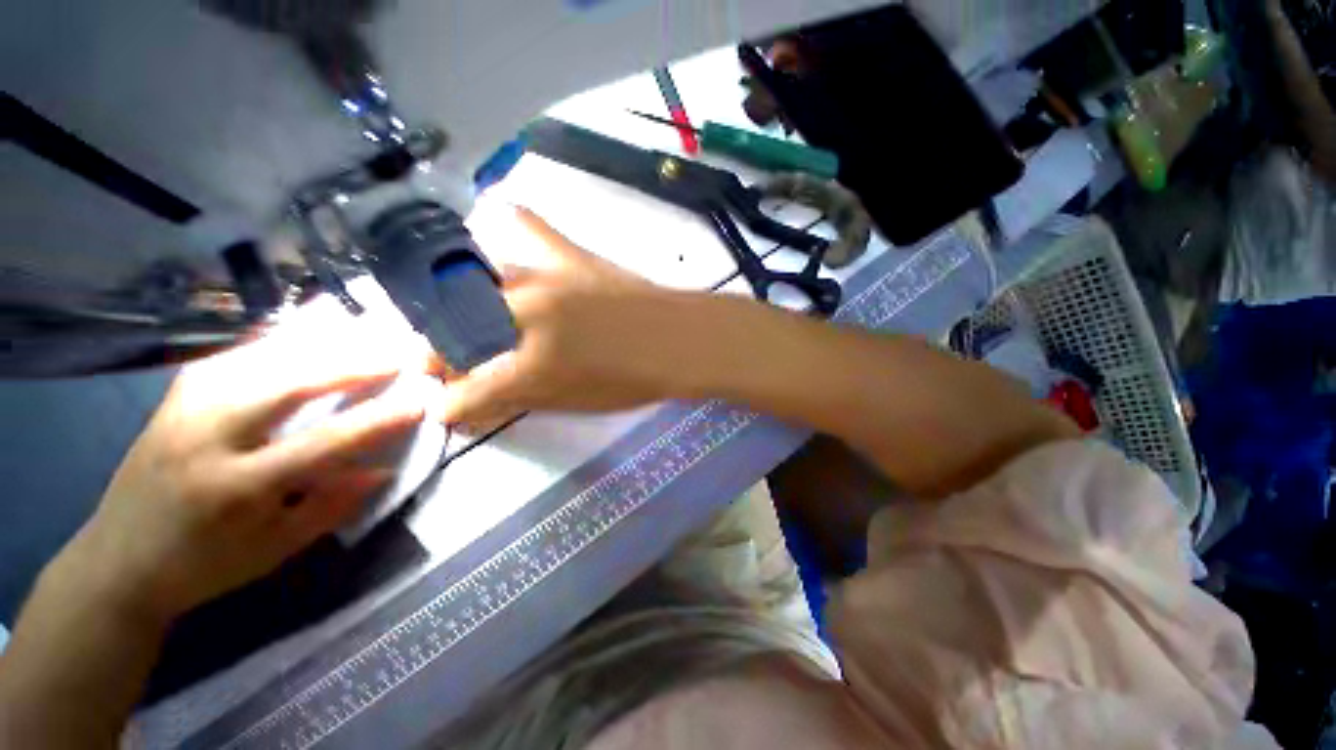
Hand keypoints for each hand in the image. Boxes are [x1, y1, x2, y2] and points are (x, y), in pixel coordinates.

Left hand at [57, 323, 427, 624]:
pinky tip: (303, 336)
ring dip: (318, 345)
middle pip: (286, 385)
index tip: (419, 402)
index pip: (321, 444)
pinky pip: (234, 357)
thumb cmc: (205, 566)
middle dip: (348, 365)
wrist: (117, 562)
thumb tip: (382, 469)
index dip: (377, 421)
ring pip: (258, 360)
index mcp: (236, 488)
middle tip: (395, 353)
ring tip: (361, 336)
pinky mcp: (175, 398)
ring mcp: (184, 410)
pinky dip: (276, 343)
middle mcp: (206, 439)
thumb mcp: (275, 550)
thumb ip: (331, 507)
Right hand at [440, 207, 704, 426]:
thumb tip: (471, 404)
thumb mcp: (574, 403)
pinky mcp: (568, 252)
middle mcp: (524, 317)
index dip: (449, 407)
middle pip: (452, 334)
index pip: (464, 394)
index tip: (448, 408)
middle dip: (440, 356)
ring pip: (471, 284)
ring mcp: (544, 278)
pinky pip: (523, 224)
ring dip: (460, 307)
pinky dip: (503, 228)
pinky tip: (501, 246)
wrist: (679, 339)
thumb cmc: (635, 380)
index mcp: (530, 368)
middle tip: (450, 365)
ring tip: (470, 319)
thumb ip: (518, 399)